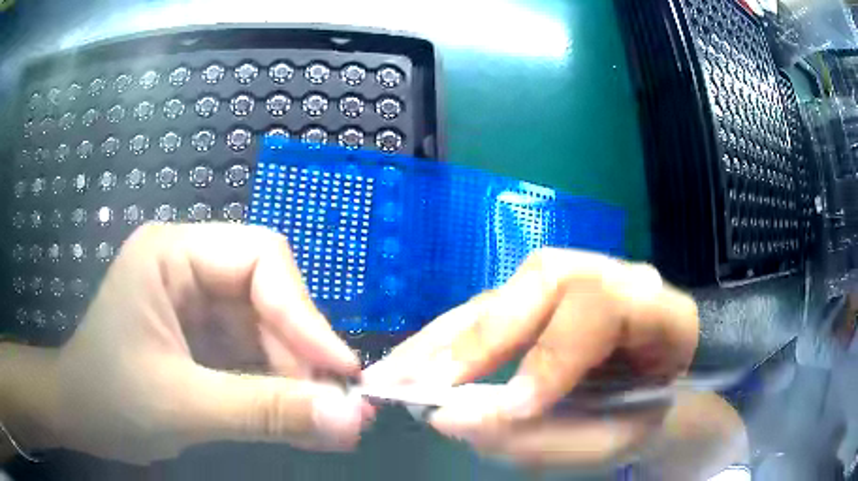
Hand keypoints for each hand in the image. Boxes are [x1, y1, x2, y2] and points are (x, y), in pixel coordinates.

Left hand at [17, 223, 372, 464]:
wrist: (80, 418)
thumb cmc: (111, 399)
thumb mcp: (183, 407)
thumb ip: (266, 413)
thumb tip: (351, 420)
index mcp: (171, 254)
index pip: (259, 258)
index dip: (304, 313)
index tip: (341, 371)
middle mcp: (188, 268)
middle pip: (269, 297)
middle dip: (302, 355)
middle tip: (337, 408)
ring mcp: (197, 305)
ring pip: (269, 332)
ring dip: (298, 379)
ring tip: (327, 423)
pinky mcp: (204, 340)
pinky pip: (256, 357)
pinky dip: (280, 390)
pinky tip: (300, 421)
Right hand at [364, 248, 698, 468]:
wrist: (656, 391)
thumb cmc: (641, 416)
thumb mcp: (609, 441)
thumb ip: (544, 438)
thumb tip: (452, 418)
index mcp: (658, 311)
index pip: (602, 305)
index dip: (553, 355)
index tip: (510, 409)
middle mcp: (614, 278)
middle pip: (544, 280)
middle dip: (480, 339)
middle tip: (421, 387)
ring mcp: (574, 281)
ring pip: (504, 292)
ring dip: (441, 339)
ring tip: (393, 376)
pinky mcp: (540, 298)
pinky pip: (486, 311)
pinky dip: (443, 340)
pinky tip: (409, 362)